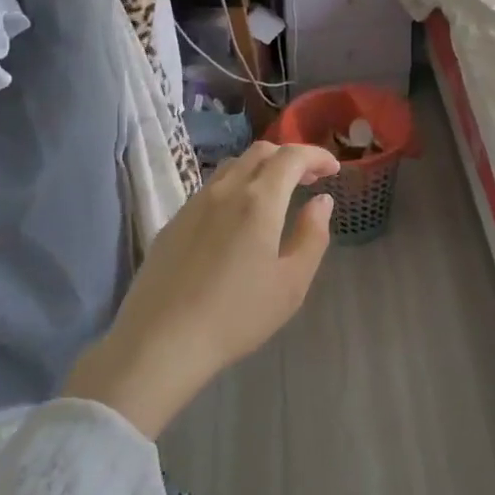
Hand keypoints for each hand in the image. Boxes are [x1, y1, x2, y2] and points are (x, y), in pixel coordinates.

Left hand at [66, 142, 340, 436]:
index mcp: (259, 200)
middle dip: (290, 157)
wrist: (160, 341)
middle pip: (260, 152)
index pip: (292, 157)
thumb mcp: (291, 283)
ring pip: (232, 166)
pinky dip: (235, 187)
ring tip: (275, 195)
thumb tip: (322, 201)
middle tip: (309, 180)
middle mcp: (225, 190)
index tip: (333, 169)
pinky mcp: (173, 222)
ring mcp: (194, 204)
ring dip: (261, 169)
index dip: (316, 156)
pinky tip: (238, 219)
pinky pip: (211, 188)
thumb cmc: (236, 315)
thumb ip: (312, 235)